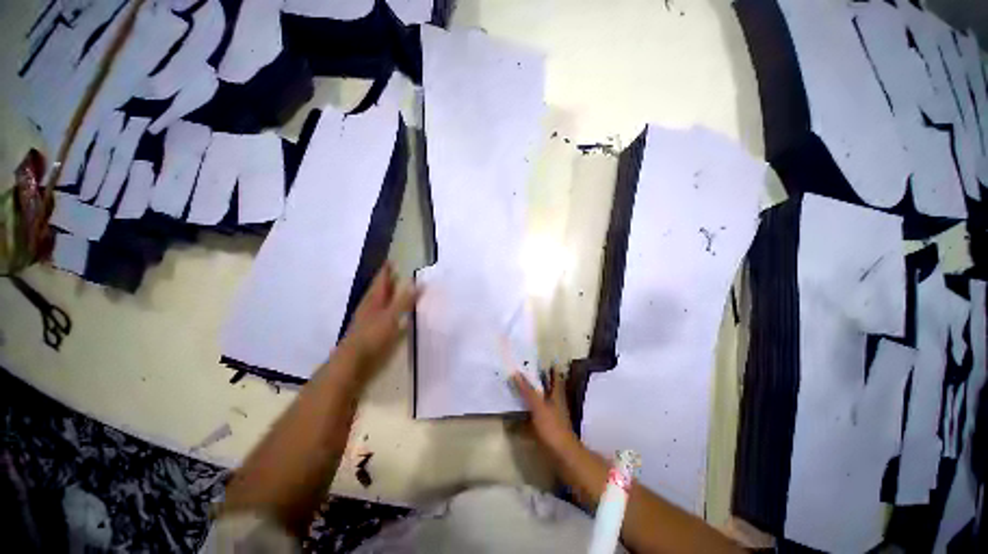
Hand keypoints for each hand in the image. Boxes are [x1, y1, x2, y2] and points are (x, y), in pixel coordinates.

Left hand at [340, 263, 418, 374]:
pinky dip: (382, 307)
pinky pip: (375, 312)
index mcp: (374, 300)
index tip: (390, 261)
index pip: (381, 281)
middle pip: (376, 290)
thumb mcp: (392, 316)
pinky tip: (384, 312)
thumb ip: (405, 300)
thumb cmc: (372, 335)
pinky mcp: (365, 330)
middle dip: (383, 281)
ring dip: (382, 293)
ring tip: (389, 288)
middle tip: (391, 272)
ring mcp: (364, 319)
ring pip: (374, 301)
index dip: (386, 271)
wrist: (351, 360)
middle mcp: (368, 306)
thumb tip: (418, 282)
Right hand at [512, 367, 576, 454]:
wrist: (562, 454)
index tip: (539, 359)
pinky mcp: (546, 425)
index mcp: (556, 393)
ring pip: (541, 398)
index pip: (554, 376)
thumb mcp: (538, 407)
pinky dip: (528, 408)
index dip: (549, 367)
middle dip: (537, 378)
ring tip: (518, 384)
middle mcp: (555, 401)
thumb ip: (528, 391)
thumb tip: (516, 373)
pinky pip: (535, 411)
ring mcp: (551, 413)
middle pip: (547, 386)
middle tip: (523, 369)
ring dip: (531, 392)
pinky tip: (518, 408)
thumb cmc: (552, 427)